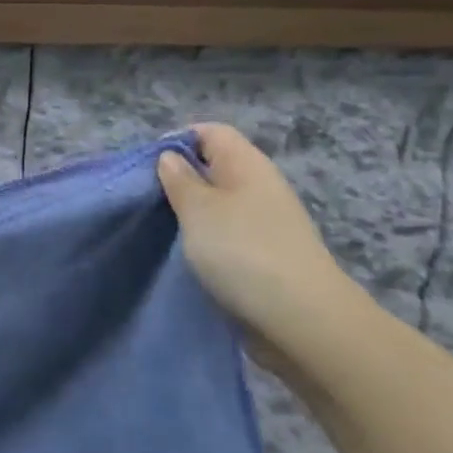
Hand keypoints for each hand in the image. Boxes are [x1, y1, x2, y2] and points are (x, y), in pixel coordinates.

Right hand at [156, 125, 366, 360]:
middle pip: (213, 167)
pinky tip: (188, 256)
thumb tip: (170, 157)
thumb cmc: (243, 251)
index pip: (209, 132)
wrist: (303, 321)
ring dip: (191, 214)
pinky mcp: (266, 255)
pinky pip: (228, 234)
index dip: (176, 141)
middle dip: (179, 180)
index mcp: (246, 163)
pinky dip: (207, 241)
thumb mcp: (197, 208)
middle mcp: (259, 185)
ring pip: (219, 203)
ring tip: (162, 230)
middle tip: (149, 200)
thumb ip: (178, 179)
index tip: (149, 167)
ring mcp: (266, 222)